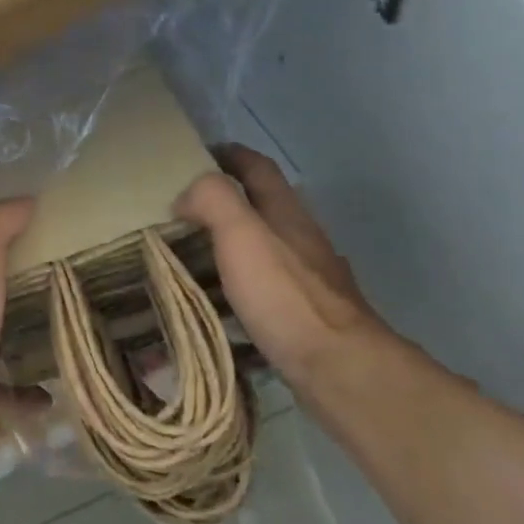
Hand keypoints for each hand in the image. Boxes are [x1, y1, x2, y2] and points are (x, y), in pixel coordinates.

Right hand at [173, 145, 389, 391]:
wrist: (340, 369)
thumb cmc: (286, 295)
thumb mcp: (241, 234)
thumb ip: (212, 200)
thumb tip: (185, 196)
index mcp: (287, 213)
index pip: (258, 167)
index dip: (230, 154)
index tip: (199, 154)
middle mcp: (302, 239)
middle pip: (264, 207)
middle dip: (226, 202)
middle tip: (182, 212)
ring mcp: (309, 280)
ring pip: (265, 249)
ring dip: (231, 246)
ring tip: (192, 258)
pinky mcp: (306, 317)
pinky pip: (266, 290)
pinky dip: (240, 288)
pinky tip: (221, 305)